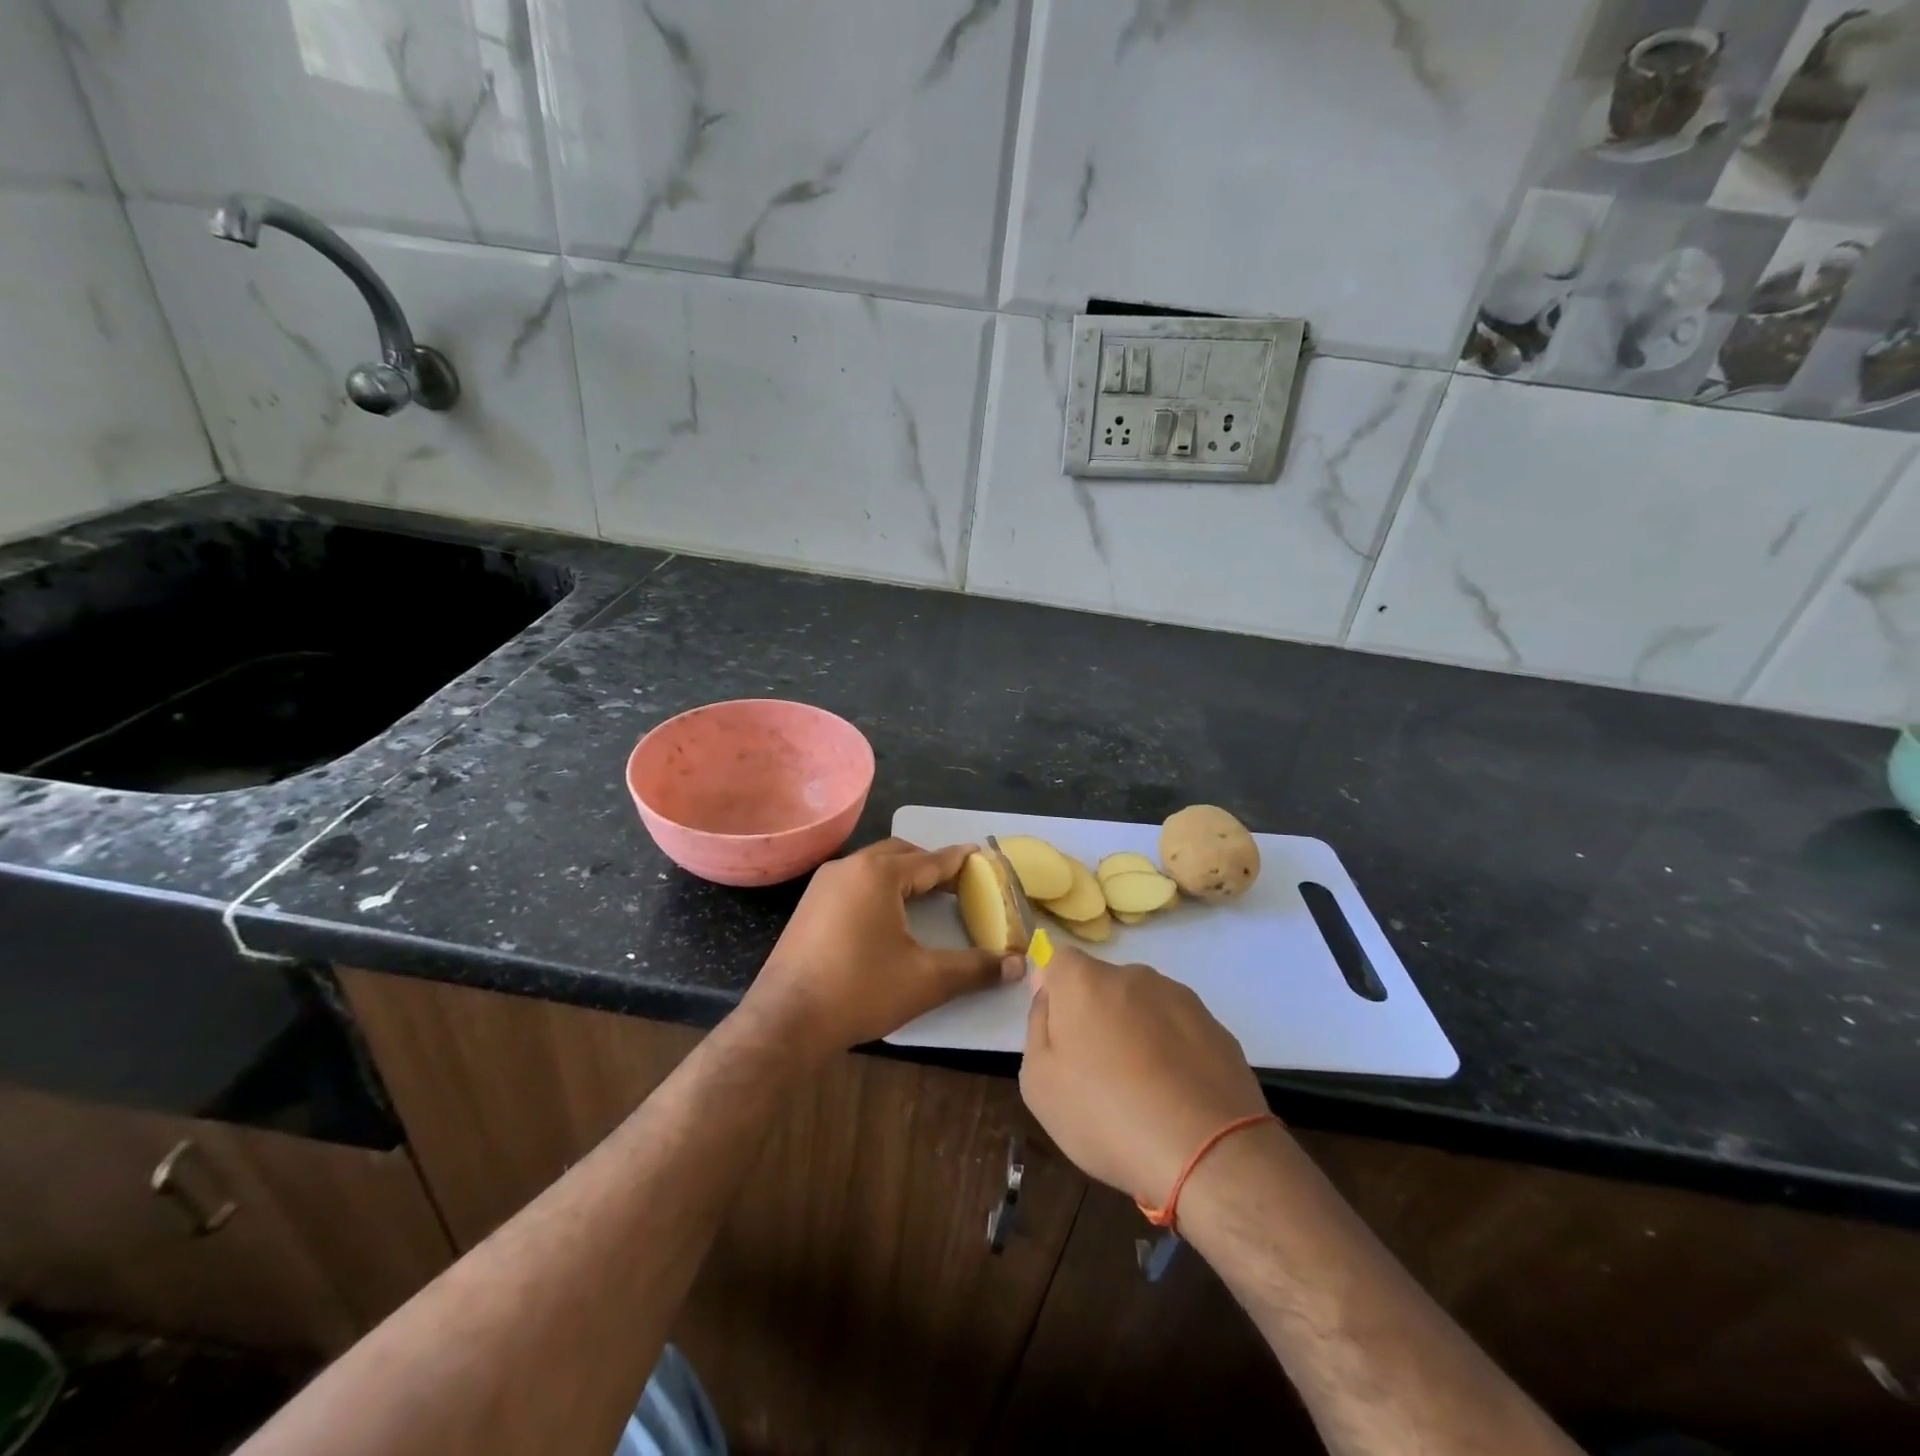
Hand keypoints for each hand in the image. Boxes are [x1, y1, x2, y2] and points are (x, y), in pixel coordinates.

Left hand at [744, 838, 1021, 1062]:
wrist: (785, 1022)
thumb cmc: (860, 991)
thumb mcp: (926, 980)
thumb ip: (976, 968)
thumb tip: (1019, 964)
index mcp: (878, 874)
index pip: (932, 860)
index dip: (961, 861)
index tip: (984, 858)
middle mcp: (849, 867)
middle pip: (901, 854)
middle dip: (931, 865)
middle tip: (958, 885)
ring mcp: (823, 884)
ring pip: (874, 866)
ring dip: (903, 875)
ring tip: (927, 898)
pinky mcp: (809, 905)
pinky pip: (854, 882)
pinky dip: (879, 888)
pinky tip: (888, 916)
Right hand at [1020, 947, 1268, 1207]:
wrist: (1208, 1152)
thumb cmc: (1105, 1116)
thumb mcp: (1039, 1083)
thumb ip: (1037, 1026)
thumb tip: (1049, 994)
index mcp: (1084, 981)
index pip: (1059, 962)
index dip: (1055, 995)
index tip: (1060, 1036)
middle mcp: (1132, 976)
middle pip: (1102, 985)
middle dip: (1096, 1016)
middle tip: (1097, 1072)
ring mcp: (1179, 997)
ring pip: (1143, 1007)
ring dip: (1136, 1033)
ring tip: (1142, 1092)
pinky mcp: (1215, 1026)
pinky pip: (1178, 1031)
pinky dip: (1171, 1052)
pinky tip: (1175, 1097)